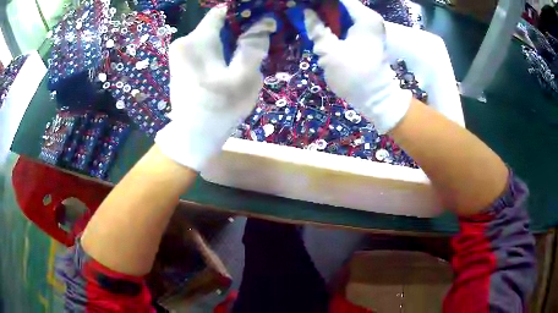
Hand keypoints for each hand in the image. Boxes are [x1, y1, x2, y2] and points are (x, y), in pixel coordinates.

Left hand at [156, 7, 276, 170]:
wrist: (191, 137)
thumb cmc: (218, 109)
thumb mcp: (243, 79)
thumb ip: (253, 47)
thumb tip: (264, 23)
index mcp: (197, 40)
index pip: (222, 11)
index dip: (243, 14)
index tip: (260, 22)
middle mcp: (185, 41)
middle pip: (219, 26)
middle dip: (240, 32)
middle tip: (257, 47)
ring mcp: (181, 53)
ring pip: (214, 38)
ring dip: (231, 45)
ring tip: (245, 60)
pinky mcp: (182, 64)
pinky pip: (207, 49)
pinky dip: (221, 53)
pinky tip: (230, 67)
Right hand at [301, 0, 461, 132]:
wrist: (375, 98)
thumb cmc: (355, 75)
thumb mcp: (329, 51)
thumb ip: (316, 29)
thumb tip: (306, 12)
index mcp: (364, 18)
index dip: (321, 2)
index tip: (304, 5)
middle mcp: (368, 18)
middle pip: (339, 5)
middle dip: (321, 8)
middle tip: (303, 12)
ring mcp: (367, 27)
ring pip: (341, 14)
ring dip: (325, 17)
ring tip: (307, 19)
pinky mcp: (364, 36)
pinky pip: (344, 23)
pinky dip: (331, 25)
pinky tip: (319, 29)